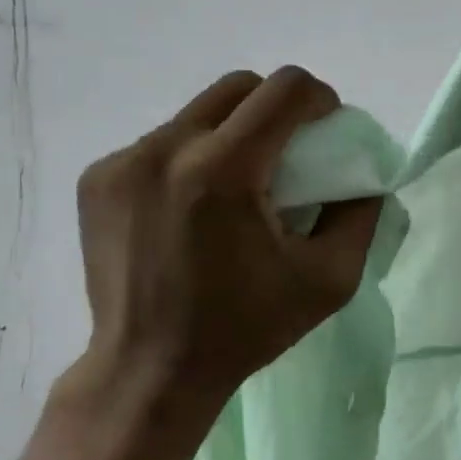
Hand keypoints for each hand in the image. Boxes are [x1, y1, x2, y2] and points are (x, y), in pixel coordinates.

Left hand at [70, 67, 383, 431]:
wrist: (149, 372)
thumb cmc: (245, 328)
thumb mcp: (330, 279)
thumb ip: (360, 213)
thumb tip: (363, 173)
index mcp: (223, 171)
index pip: (283, 90)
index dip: (318, 98)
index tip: (326, 128)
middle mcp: (165, 150)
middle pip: (238, 87)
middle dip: (276, 106)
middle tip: (289, 152)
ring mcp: (122, 162)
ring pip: (197, 113)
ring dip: (231, 133)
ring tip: (239, 185)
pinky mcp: (97, 179)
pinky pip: (161, 142)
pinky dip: (190, 158)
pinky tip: (194, 205)